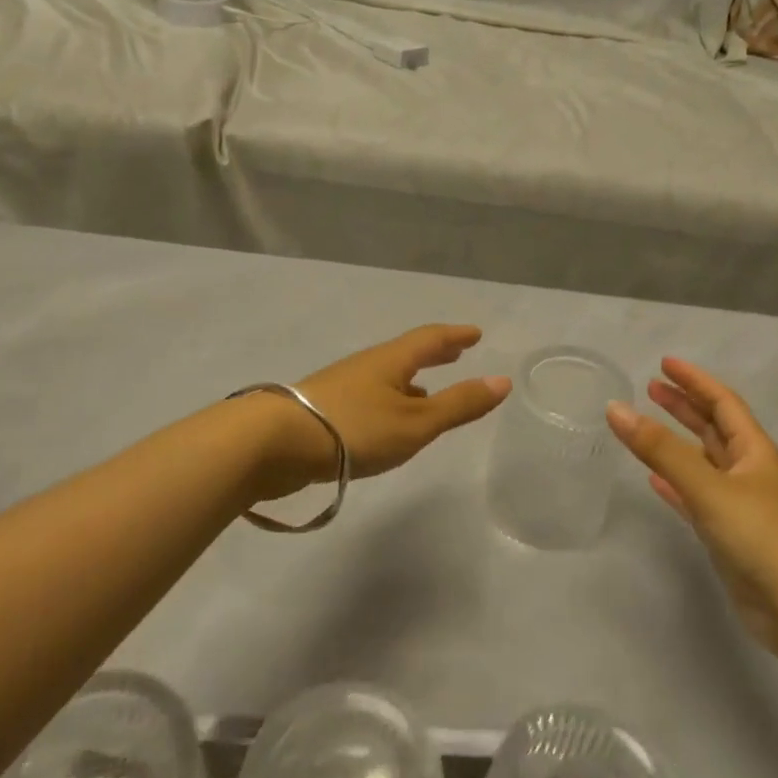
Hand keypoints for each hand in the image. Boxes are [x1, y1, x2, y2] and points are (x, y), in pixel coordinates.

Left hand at [256, 325, 510, 497]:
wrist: (275, 444)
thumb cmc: (355, 429)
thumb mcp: (416, 422)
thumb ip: (459, 405)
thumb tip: (503, 381)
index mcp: (391, 361)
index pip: (430, 339)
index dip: (455, 335)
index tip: (475, 333)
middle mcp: (367, 366)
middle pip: (407, 353)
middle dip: (434, 353)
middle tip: (456, 350)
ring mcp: (342, 386)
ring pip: (387, 377)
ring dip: (411, 379)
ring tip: (428, 389)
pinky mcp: (324, 410)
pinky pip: (370, 396)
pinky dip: (391, 399)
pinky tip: (388, 421)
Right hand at [606, 358, 777, 673]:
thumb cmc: (761, 536)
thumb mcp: (708, 486)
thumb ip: (661, 449)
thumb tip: (616, 409)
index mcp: (753, 451)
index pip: (722, 402)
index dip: (695, 381)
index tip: (664, 363)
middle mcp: (748, 472)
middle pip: (712, 428)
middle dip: (684, 406)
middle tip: (651, 389)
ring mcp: (738, 505)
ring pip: (702, 462)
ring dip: (676, 442)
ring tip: (645, 427)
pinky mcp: (727, 535)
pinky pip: (694, 498)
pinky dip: (674, 485)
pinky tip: (653, 482)